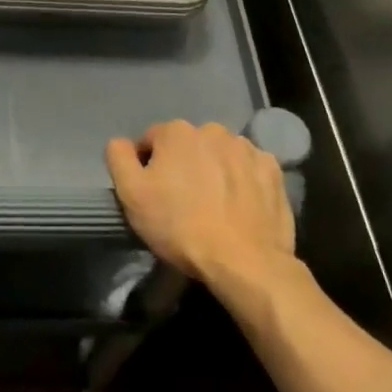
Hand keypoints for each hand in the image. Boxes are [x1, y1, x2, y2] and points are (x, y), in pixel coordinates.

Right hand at [106, 120, 295, 285]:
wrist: (244, 261)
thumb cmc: (180, 226)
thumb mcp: (131, 194)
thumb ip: (119, 158)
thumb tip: (121, 142)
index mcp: (176, 132)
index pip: (151, 141)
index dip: (147, 167)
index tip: (153, 195)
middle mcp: (212, 130)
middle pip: (187, 146)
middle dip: (183, 166)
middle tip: (183, 202)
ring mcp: (246, 148)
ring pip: (219, 155)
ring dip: (213, 171)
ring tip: (213, 207)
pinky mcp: (272, 170)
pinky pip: (248, 169)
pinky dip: (242, 181)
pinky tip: (238, 207)